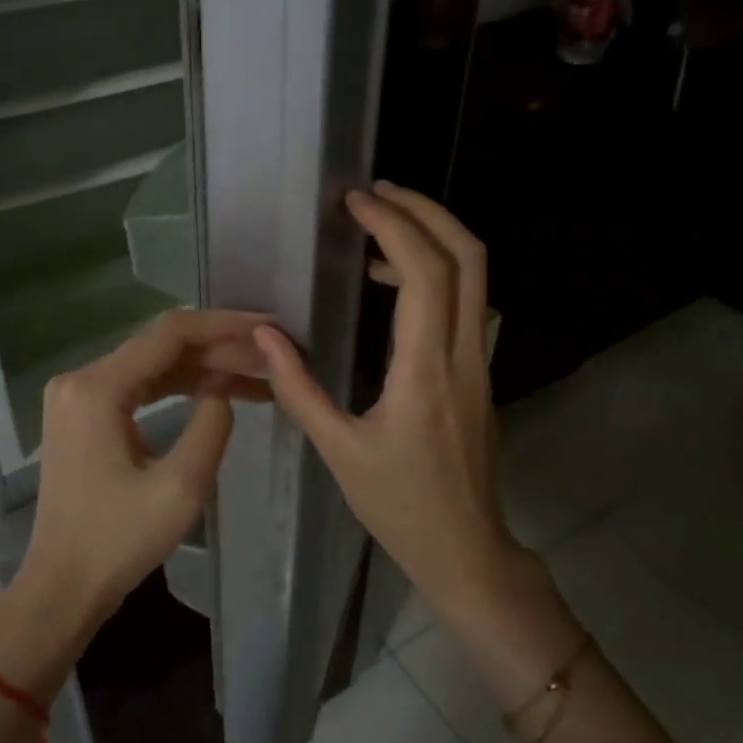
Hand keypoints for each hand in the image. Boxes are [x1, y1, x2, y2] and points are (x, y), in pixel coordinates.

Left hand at [15, 309, 269, 637]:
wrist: (62, 586)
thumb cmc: (119, 541)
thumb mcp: (181, 486)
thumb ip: (211, 424)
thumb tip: (222, 387)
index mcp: (97, 388)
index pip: (169, 334)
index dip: (223, 326)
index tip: (268, 328)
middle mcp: (80, 378)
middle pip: (160, 344)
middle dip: (218, 347)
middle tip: (269, 355)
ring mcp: (77, 395)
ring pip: (151, 363)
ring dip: (201, 366)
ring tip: (255, 373)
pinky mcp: (82, 414)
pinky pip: (137, 385)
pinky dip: (177, 385)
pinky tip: (217, 390)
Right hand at [254, 183, 515, 611]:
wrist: (466, 549)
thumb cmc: (399, 505)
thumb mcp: (338, 451)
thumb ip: (297, 388)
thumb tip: (264, 335)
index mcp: (425, 371)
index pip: (426, 274)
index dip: (394, 226)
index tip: (356, 204)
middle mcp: (462, 354)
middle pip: (468, 256)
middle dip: (425, 211)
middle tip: (376, 193)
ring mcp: (478, 360)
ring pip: (474, 275)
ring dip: (431, 236)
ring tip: (377, 226)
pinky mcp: (477, 370)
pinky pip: (465, 300)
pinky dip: (433, 270)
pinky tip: (391, 283)